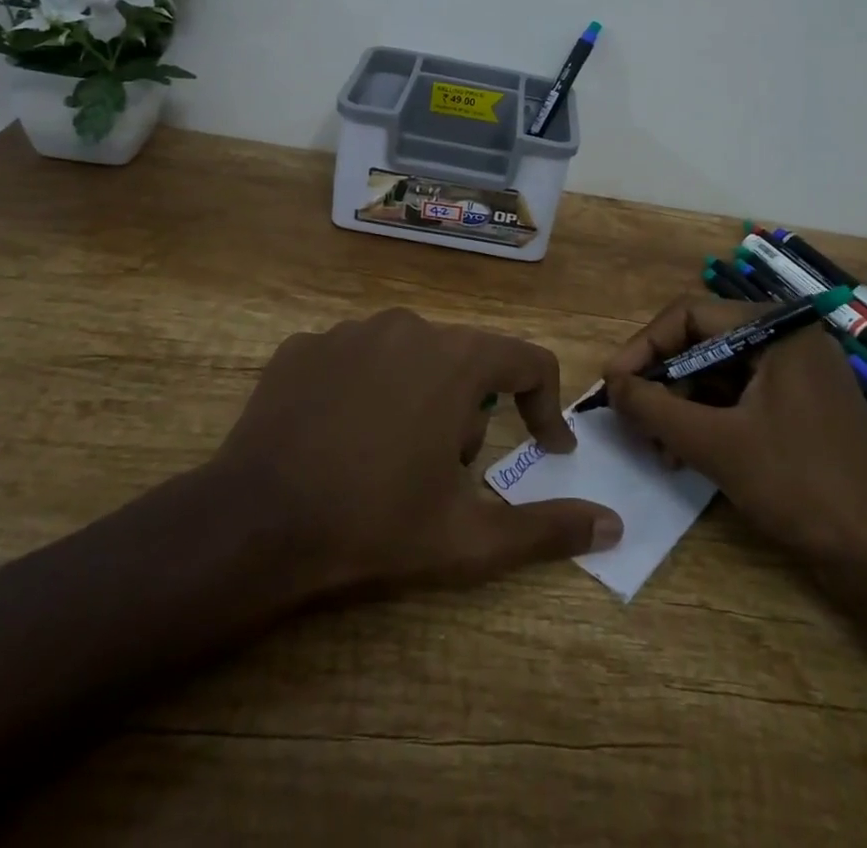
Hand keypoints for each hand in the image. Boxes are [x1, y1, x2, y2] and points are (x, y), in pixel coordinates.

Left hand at [207, 308, 622, 596]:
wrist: (253, 525)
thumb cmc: (373, 526)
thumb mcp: (468, 539)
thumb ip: (546, 529)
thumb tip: (613, 526)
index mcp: (455, 360)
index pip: (528, 361)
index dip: (546, 404)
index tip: (546, 446)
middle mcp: (408, 327)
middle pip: (466, 362)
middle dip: (471, 414)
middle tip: (445, 473)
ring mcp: (350, 331)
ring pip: (410, 357)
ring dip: (418, 398)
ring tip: (389, 458)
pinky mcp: (304, 345)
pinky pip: (356, 360)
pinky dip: (363, 392)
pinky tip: (339, 439)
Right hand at [601, 297, 866, 562]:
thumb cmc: (801, 486)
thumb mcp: (716, 444)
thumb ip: (655, 409)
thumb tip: (610, 384)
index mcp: (775, 329)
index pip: (689, 315)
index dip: (644, 347)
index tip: (612, 384)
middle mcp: (786, 340)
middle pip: (702, 343)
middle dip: (663, 382)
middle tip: (631, 421)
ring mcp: (796, 375)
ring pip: (718, 374)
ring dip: (681, 407)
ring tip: (657, 449)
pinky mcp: (799, 408)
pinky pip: (739, 398)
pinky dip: (708, 421)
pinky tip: (684, 454)